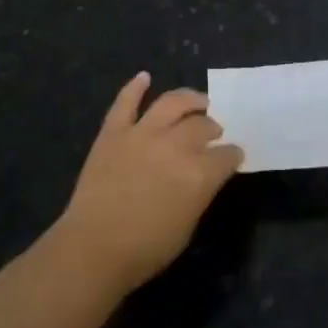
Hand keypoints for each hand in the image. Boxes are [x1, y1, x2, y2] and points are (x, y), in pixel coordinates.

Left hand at [55, 72, 243, 294]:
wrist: (93, 248)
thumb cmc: (145, 249)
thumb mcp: (188, 226)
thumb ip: (200, 194)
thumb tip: (205, 178)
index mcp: (199, 173)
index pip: (227, 155)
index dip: (233, 155)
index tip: (234, 156)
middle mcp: (175, 145)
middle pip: (202, 125)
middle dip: (213, 127)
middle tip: (213, 132)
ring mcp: (142, 134)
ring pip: (171, 103)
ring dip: (189, 99)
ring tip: (198, 101)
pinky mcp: (113, 132)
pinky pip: (125, 103)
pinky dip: (135, 87)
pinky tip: (144, 77)